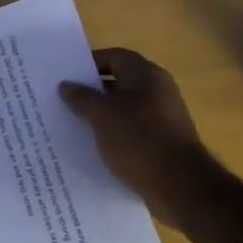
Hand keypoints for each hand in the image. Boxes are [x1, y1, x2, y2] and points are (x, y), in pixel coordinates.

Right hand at [60, 48, 218, 229]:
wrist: (180, 186)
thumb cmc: (139, 140)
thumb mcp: (102, 116)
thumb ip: (82, 97)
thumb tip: (66, 85)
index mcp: (146, 75)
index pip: (114, 56)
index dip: (89, 63)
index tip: (65, 75)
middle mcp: (158, 90)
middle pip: (119, 82)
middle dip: (92, 91)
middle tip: (62, 101)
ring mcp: (163, 118)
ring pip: (124, 109)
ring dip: (101, 116)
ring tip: (72, 125)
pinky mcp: (163, 143)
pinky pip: (132, 131)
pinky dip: (114, 135)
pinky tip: (94, 148)